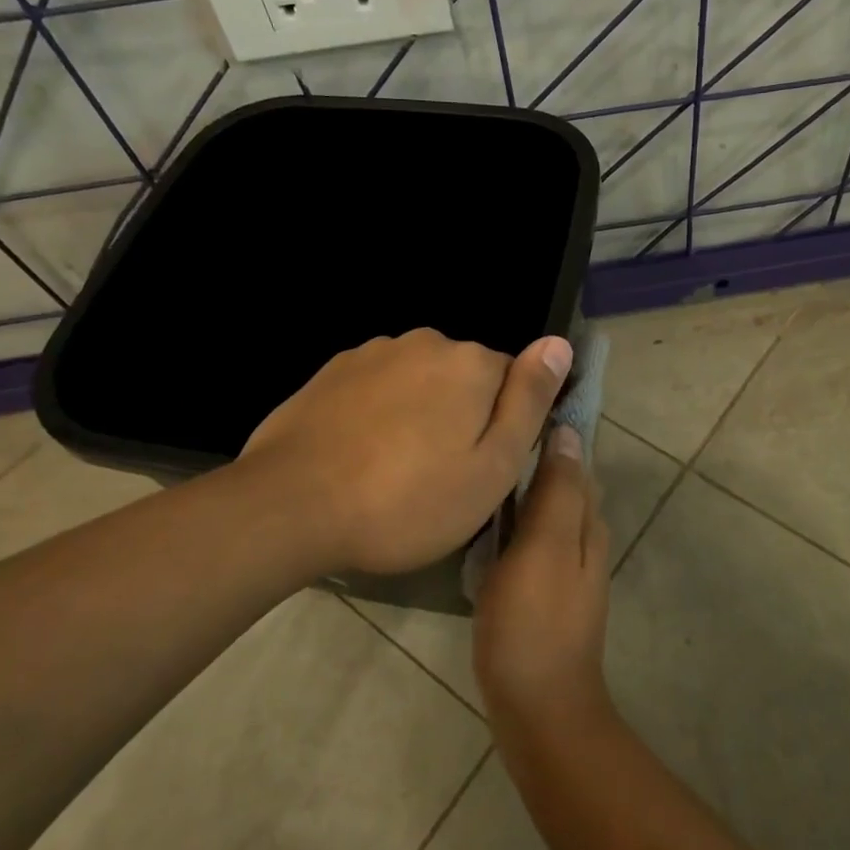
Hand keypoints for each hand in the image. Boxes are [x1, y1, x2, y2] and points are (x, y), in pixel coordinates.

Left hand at [237, 328, 571, 575]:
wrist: (291, 506)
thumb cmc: (408, 501)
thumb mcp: (492, 466)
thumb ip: (530, 400)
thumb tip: (559, 343)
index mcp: (472, 363)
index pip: (514, 381)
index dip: (505, 426)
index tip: (483, 467)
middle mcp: (426, 342)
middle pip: (465, 378)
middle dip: (462, 417)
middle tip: (441, 477)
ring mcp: (374, 352)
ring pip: (420, 382)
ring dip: (420, 414)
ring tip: (397, 471)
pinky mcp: (334, 371)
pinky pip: (378, 387)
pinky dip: (380, 414)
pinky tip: (361, 455)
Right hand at [474, 426, 612, 733]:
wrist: (539, 709)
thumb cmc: (535, 623)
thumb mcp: (545, 548)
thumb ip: (558, 491)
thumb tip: (569, 431)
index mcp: (586, 521)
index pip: (576, 458)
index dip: (554, 428)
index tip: (518, 400)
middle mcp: (582, 537)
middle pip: (561, 481)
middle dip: (535, 453)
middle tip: (488, 428)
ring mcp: (563, 566)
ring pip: (544, 510)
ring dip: (520, 486)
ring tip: (481, 463)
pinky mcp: (542, 590)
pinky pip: (529, 538)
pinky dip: (511, 520)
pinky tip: (484, 518)